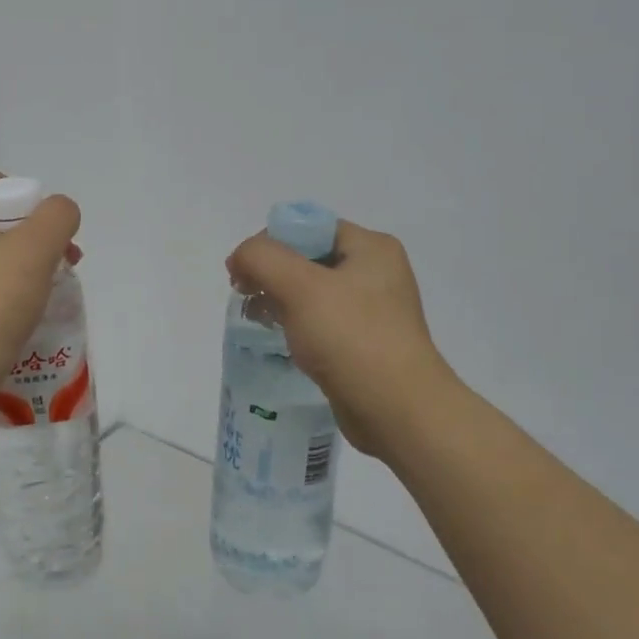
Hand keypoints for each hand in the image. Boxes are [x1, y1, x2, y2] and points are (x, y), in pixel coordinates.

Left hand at [0, 172, 81, 404]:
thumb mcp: (34, 249)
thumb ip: (57, 216)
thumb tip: (60, 213)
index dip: (31, 202)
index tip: (50, 238)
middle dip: (34, 238)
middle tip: (61, 265)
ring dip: (25, 267)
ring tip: (48, 292)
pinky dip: (5, 292)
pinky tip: (23, 313)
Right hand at [226, 219, 450, 456]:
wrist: (398, 412)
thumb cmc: (351, 338)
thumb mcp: (300, 287)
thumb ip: (262, 258)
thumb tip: (240, 258)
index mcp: (371, 248)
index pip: (308, 227)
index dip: (269, 241)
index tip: (242, 271)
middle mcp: (375, 273)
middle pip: (307, 257)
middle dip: (270, 272)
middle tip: (245, 295)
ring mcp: (371, 310)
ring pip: (310, 291)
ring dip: (278, 299)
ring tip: (257, 319)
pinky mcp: (362, 343)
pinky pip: (319, 321)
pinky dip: (294, 325)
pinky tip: (280, 340)